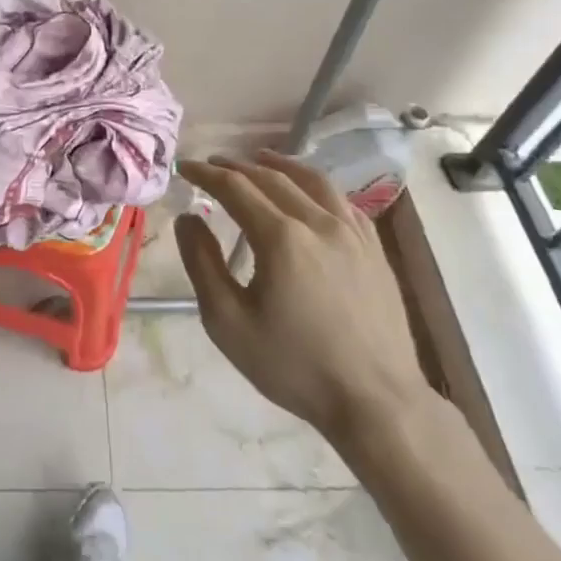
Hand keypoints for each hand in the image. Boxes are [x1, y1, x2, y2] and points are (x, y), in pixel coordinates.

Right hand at [176, 152, 436, 463]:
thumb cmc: (294, 366)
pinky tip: (309, 192)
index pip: (235, 187)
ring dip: (279, 164)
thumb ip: (202, 263)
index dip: (205, 173)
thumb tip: (188, 218)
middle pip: (271, 177)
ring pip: (312, 180)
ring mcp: (352, 232)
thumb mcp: (228, 322)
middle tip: (213, 164)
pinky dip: (316, 186)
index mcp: (280, 237)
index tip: (184, 167)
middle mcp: (318, 221)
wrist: (376, 401)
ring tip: (260, 158)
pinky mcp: (374, 248)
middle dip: (237, 166)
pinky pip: (342, 201)